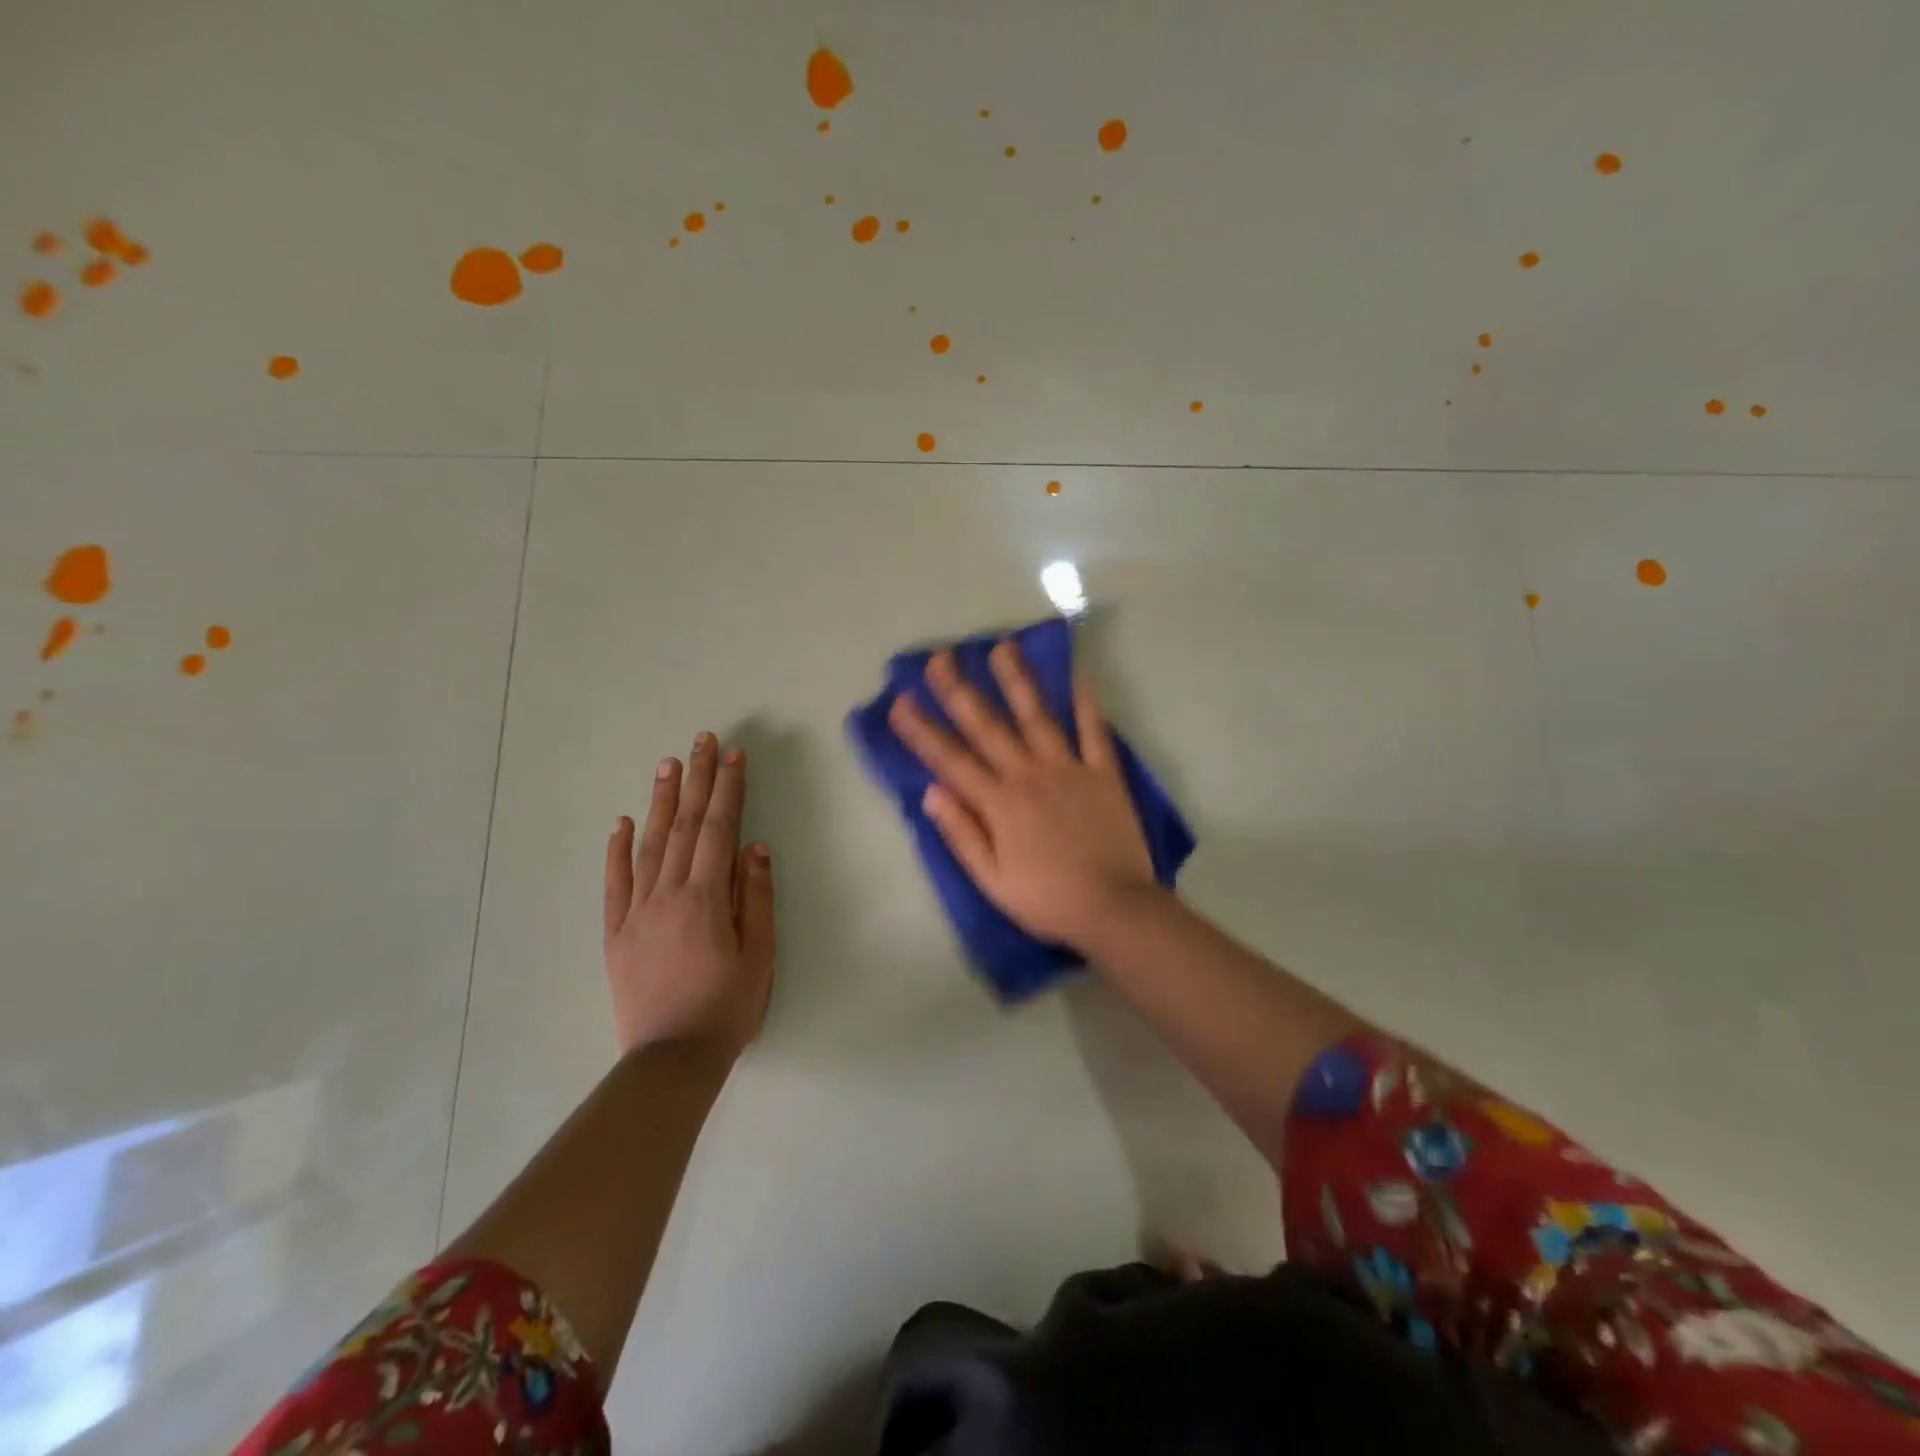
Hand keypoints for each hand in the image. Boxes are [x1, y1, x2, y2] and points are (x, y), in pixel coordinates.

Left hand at [603, 733, 775, 1060]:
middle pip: (684, 826)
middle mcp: (667, 894)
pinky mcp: (615, 933)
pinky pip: (615, 883)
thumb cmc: (727, 1007)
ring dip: (661, 802)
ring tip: (667, 765)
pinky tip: (622, 823)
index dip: (728, 789)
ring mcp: (636, 912)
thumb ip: (756, 898)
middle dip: (695, 780)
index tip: (733, 755)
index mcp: (706, 898)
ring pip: (649, 845)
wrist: (671, 1059)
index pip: (718, 830)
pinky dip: (617, 850)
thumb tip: (755, 848)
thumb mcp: (759, 955)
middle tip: (700, 741)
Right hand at [888, 641, 1159, 949]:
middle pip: (988, 727)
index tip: (900, 702)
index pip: (951, 760)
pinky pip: (1093, 730)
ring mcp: (1069, 769)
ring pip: (1037, 716)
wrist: (1114, 907)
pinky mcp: (1103, 772)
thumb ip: (962, 834)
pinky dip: (1086, 702)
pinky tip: (1077, 674)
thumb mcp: (992, 880)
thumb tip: (930, 792)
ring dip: (1017, 681)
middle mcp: (1029, 776)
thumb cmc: (1047, 899)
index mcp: (999, 804)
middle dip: (960, 691)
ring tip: (1003, 647)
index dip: (922, 731)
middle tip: (940, 658)